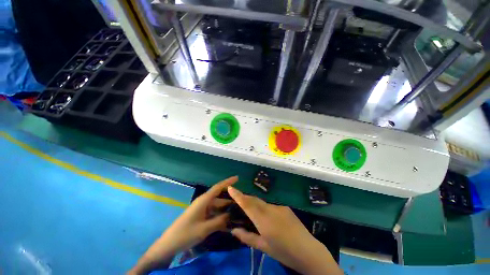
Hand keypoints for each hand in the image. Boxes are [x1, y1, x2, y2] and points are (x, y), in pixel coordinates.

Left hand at [128, 176, 237, 273]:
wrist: (169, 244)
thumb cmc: (186, 233)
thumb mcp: (205, 228)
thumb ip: (220, 221)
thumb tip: (232, 215)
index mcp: (204, 200)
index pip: (218, 187)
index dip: (228, 181)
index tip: (237, 178)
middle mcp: (204, 202)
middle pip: (220, 198)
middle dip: (230, 200)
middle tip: (243, 203)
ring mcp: (202, 210)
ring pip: (218, 207)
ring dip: (226, 210)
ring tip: (238, 214)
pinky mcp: (201, 216)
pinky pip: (213, 214)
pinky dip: (220, 217)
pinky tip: (228, 223)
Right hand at [228, 187, 342, 274]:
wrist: (308, 251)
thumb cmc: (283, 252)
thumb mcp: (263, 247)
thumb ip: (247, 237)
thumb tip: (234, 230)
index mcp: (263, 219)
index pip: (247, 204)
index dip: (238, 195)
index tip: (230, 188)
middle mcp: (270, 209)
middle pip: (254, 200)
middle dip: (244, 198)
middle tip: (237, 199)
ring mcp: (279, 207)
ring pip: (262, 202)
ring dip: (254, 204)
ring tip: (250, 211)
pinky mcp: (285, 207)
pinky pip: (270, 205)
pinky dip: (264, 208)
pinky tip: (267, 217)